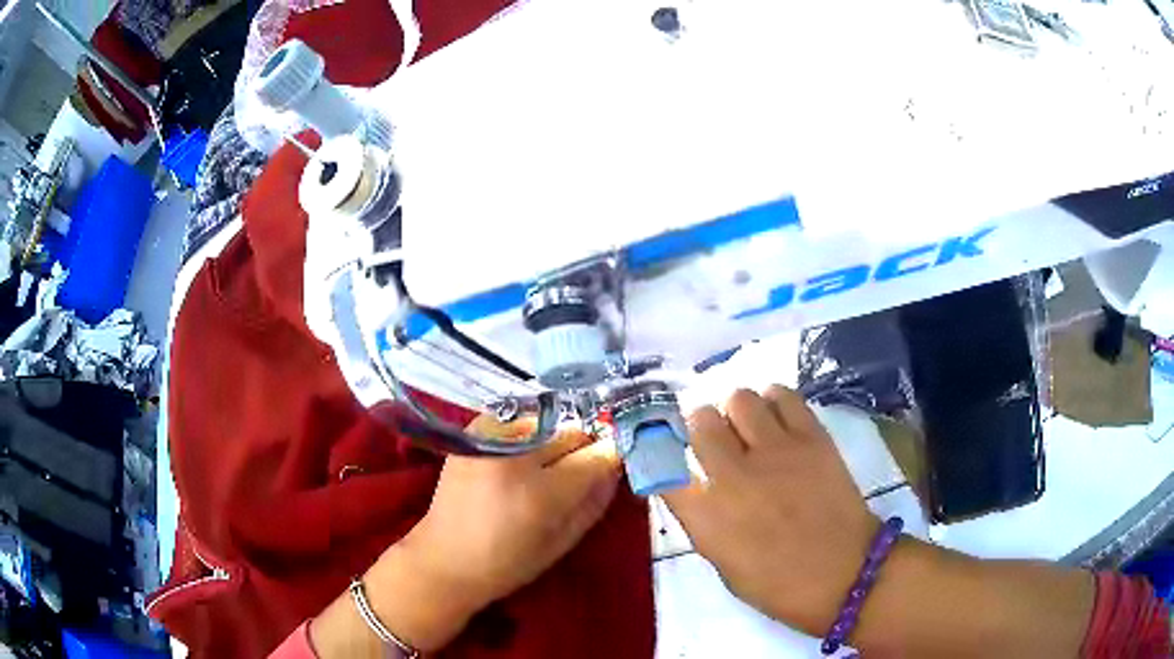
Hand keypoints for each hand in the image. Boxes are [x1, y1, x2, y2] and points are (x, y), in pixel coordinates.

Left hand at [389, 416, 621, 648]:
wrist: (445, 557)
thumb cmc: (508, 563)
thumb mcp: (563, 542)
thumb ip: (595, 501)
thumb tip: (616, 467)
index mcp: (541, 493)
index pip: (596, 455)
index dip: (610, 458)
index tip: (614, 464)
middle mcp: (516, 456)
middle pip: (572, 432)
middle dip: (582, 449)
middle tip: (573, 474)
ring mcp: (490, 439)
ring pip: (547, 422)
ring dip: (553, 441)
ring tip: (541, 468)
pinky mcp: (472, 432)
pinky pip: (517, 420)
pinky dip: (526, 434)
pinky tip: (517, 458)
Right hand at [664, 386, 877, 636]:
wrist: (846, 575)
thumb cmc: (780, 584)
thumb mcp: (724, 566)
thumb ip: (703, 522)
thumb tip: (694, 487)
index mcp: (707, 518)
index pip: (663, 467)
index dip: (660, 455)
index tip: (666, 455)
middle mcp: (734, 477)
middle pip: (700, 421)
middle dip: (701, 427)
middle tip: (716, 439)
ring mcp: (776, 452)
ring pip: (739, 398)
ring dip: (737, 411)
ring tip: (750, 428)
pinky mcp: (812, 438)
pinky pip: (783, 395)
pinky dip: (773, 401)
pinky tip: (777, 419)